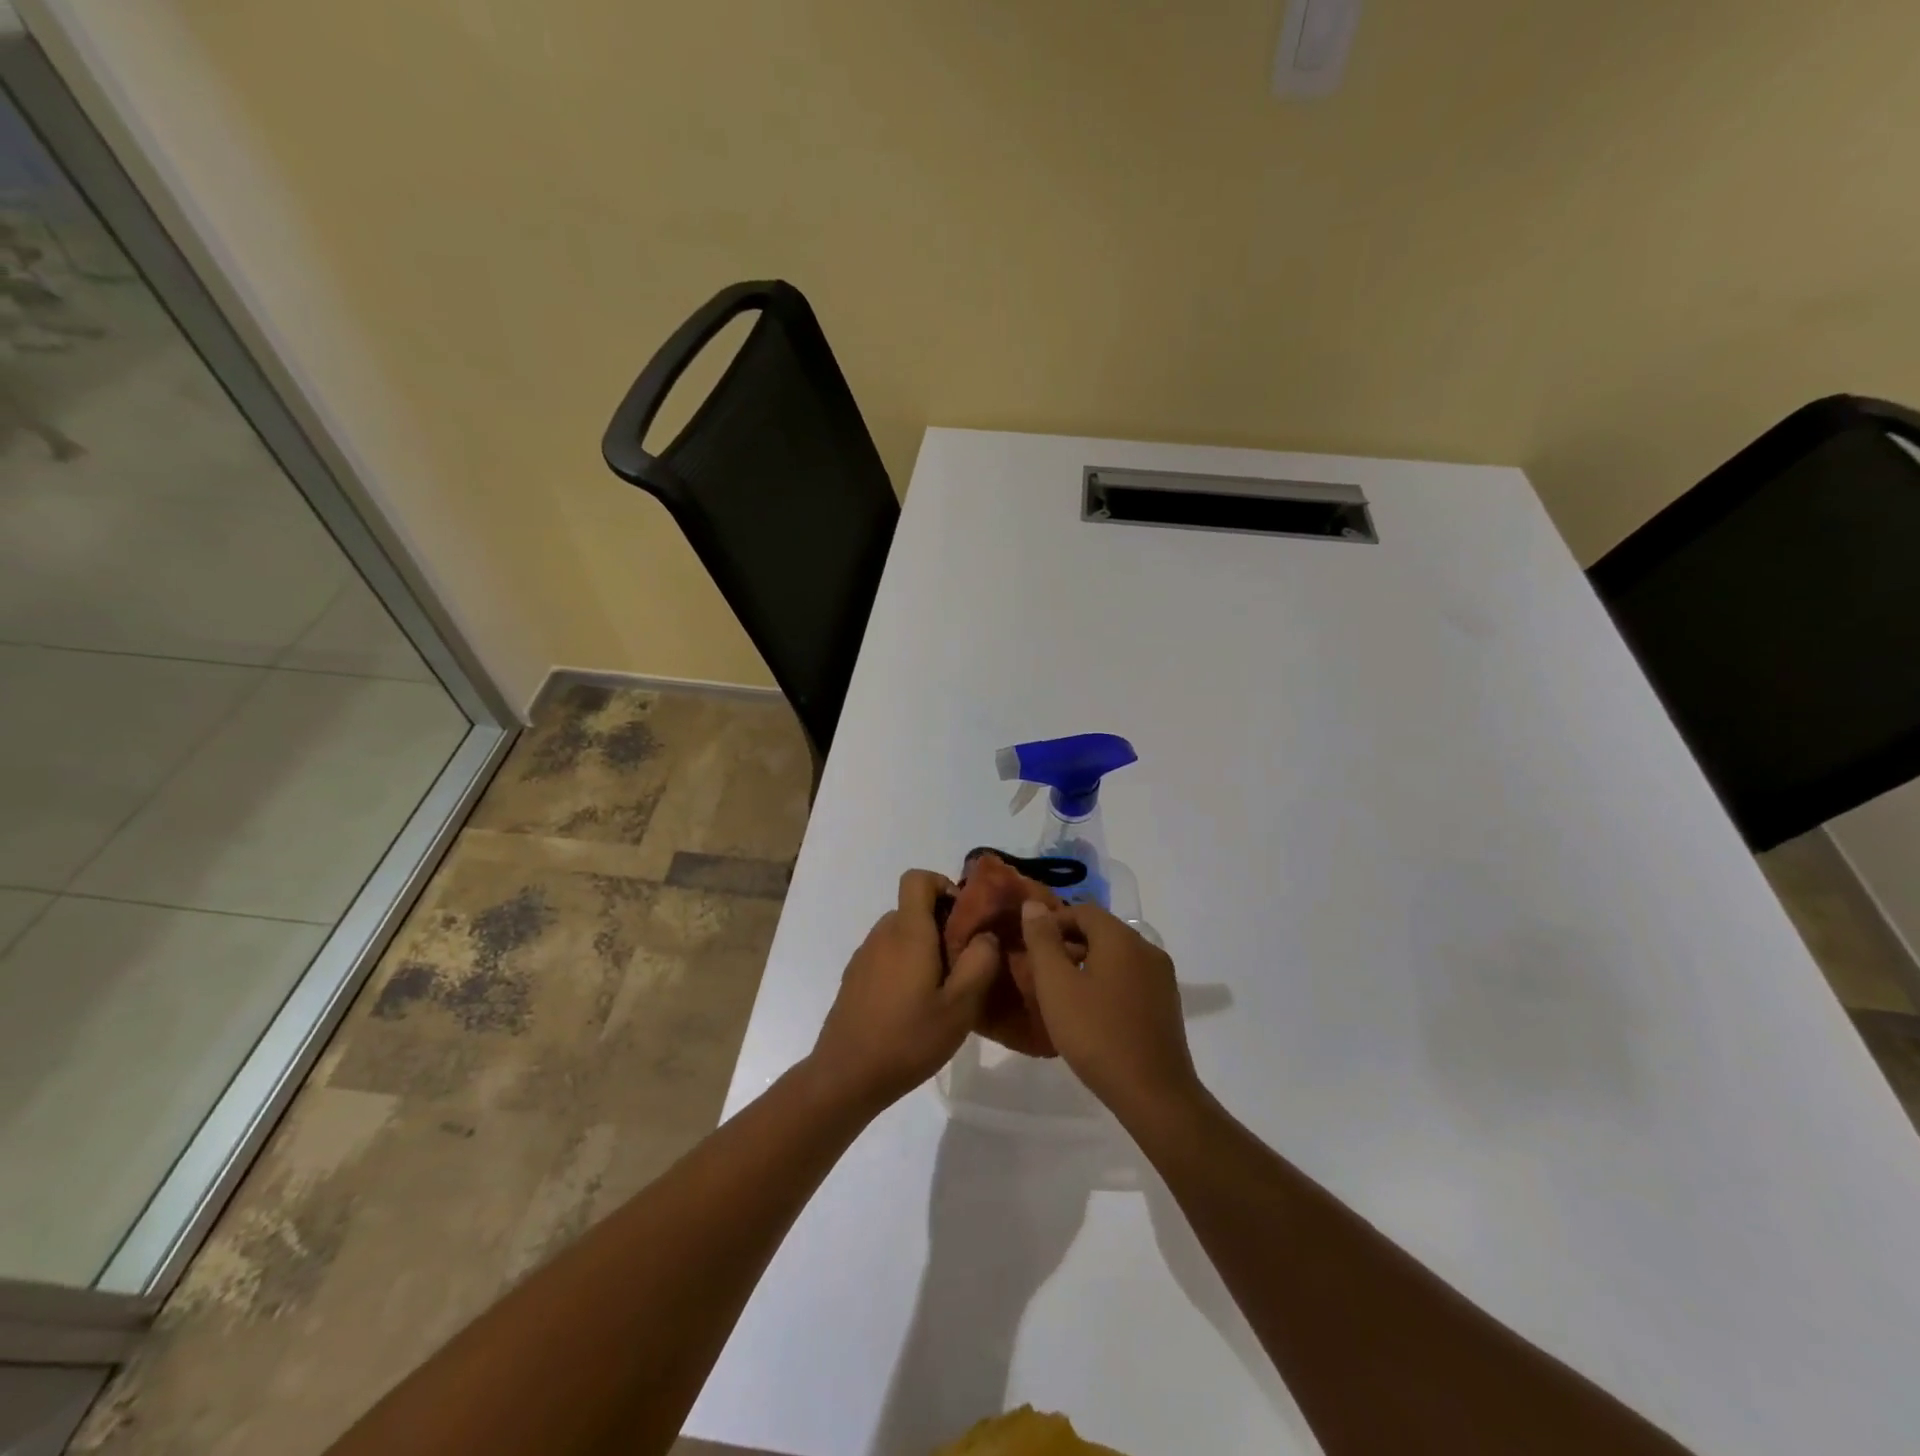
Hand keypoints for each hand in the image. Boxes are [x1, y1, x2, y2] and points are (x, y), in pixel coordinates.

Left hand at [807, 869, 1001, 1114]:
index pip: (917, 878)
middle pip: (913, 908)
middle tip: (962, 963)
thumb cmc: (908, 1039)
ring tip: (941, 989)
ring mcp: (863, 956)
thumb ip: (980, 963)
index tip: (963, 917)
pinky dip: (904, 965)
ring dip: (923, 948)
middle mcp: (882, 934)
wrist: (845, 1076)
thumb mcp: (960, 1007)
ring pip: (900, 933)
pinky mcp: (854, 978)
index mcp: (908, 932)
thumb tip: (986, 935)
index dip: (942, 885)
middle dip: (941, 925)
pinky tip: (913, 1006)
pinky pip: (885, 955)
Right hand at [1020, 900, 1202, 1124]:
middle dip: (1068, 943)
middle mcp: (1147, 949)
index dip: (1053, 921)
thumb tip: (1034, 904)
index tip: (1029, 944)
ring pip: (1117, 956)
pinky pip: (1130, 978)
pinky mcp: (1166, 1004)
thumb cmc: (1097, 1034)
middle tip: (1040, 970)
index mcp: (1122, 938)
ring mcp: (1161, 978)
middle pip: (1102, 931)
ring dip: (1087, 963)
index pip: (1083, 910)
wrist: (1154, 1094)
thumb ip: (1042, 941)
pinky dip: (1106, 982)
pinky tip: (1090, 1011)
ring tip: (1060, 992)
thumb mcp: (1056, 985)